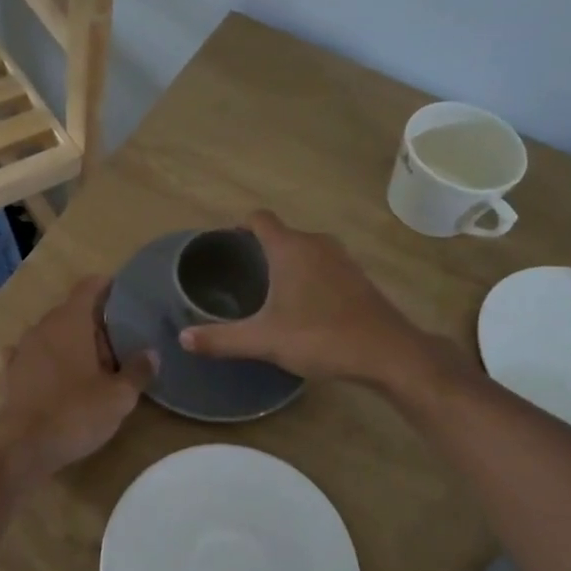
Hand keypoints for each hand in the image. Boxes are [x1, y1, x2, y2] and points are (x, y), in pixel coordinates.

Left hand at [0, 277, 156, 481]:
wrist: (22, 449)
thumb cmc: (75, 413)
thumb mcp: (119, 396)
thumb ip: (137, 371)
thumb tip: (151, 353)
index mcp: (70, 322)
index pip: (88, 287)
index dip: (106, 286)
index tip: (123, 292)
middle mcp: (43, 327)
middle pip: (71, 311)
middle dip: (94, 322)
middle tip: (119, 342)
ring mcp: (22, 350)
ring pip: (50, 333)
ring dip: (69, 341)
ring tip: (92, 362)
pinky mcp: (8, 374)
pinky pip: (27, 355)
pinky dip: (41, 358)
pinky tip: (48, 371)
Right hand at [179, 210, 451, 389]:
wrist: (388, 352)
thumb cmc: (321, 337)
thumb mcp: (264, 340)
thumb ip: (221, 338)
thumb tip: (183, 338)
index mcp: (290, 248)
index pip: (259, 218)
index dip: (239, 227)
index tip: (224, 247)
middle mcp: (316, 243)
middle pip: (280, 234)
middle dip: (258, 250)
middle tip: (238, 277)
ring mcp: (341, 259)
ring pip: (304, 250)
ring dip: (285, 264)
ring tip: (266, 292)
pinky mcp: (357, 277)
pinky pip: (322, 265)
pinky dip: (307, 276)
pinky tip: (302, 306)